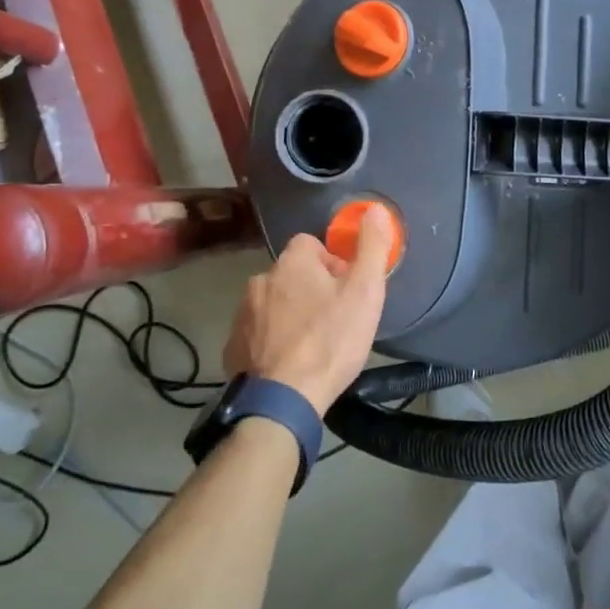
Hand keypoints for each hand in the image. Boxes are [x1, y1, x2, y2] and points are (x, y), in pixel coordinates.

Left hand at [222, 207, 394, 412]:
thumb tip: (376, 209)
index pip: (310, 244)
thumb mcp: (365, 292)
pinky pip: (257, 332)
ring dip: (289, 314)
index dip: (331, 263)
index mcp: (292, 263)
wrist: (283, 399)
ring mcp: (243, 314)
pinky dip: (270, 340)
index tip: (345, 289)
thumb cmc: (330, 340)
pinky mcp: (233, 345)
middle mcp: (261, 280)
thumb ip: (372, 248)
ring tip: (311, 344)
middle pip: (291, 274)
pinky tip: (287, 363)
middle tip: (333, 320)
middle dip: (310, 289)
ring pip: (272, 303)